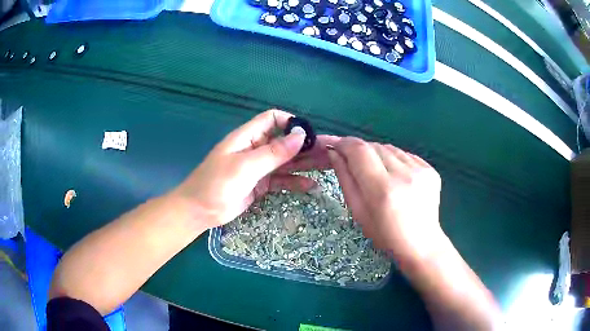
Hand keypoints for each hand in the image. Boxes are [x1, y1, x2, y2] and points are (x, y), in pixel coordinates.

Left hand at [171, 109, 332, 228]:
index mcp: (248, 137)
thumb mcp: (245, 166)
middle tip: (327, 153)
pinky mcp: (261, 184)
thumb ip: (273, 152)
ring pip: (285, 161)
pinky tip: (310, 186)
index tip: (308, 134)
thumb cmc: (217, 184)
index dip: (290, 122)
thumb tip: (300, 136)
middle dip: (304, 146)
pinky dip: (294, 182)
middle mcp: (255, 148)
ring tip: (326, 167)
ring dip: (304, 164)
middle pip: (283, 142)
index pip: (272, 119)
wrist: (200, 211)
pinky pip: (281, 179)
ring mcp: (259, 167)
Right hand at [327, 137, 443, 260]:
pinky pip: (405, 155)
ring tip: (379, 175)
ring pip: (390, 148)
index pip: (359, 150)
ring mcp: (420, 170)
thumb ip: (345, 178)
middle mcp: (403, 174)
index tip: (335, 146)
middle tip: (355, 163)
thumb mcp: (358, 210)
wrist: (420, 242)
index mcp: (382, 189)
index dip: (344, 143)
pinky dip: (396, 161)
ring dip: (379, 155)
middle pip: (374, 146)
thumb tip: (334, 152)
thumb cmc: (384, 233)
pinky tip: (397, 178)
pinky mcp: (430, 169)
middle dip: (360, 151)